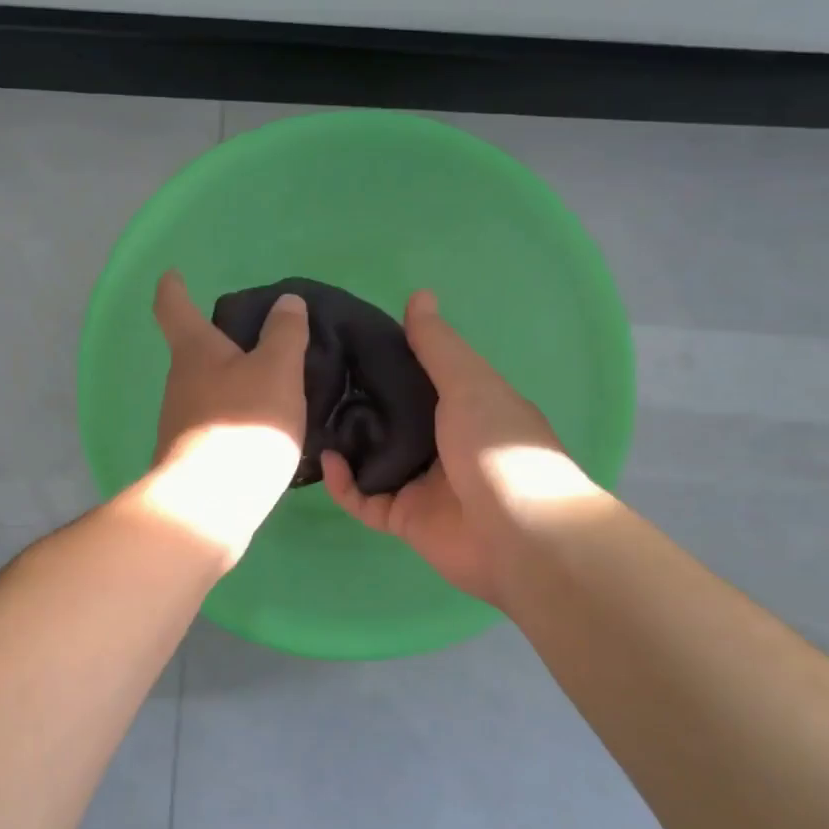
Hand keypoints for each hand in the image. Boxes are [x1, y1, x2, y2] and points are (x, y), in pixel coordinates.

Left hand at [138, 270, 309, 562]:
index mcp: (194, 352)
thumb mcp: (276, 372)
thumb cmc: (243, 426)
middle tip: (256, 339)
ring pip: (206, 390)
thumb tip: (286, 303)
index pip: (173, 307)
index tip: (173, 275)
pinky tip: (264, 431)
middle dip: (217, 341)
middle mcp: (179, 383)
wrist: (209, 506)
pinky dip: (235, 418)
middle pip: (193, 351)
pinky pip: (215, 425)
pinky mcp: (190, 458)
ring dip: (230, 383)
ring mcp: (179, 423)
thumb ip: (284, 335)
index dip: (174, 288)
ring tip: (272, 386)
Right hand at [322, 290, 593, 607]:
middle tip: (316, 379)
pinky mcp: (403, 518)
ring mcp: (422, 483)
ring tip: (310, 417)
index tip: (347, 342)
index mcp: (464, 407)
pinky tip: (327, 461)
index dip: (387, 360)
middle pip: (391, 419)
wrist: (519, 534)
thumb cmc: (497, 447)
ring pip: (372, 459)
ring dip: (345, 443)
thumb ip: (438, 345)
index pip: (419, 378)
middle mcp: (441, 443)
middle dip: (358, 402)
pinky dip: (343, 484)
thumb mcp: (469, 383)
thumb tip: (419, 294)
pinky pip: (363, 499)